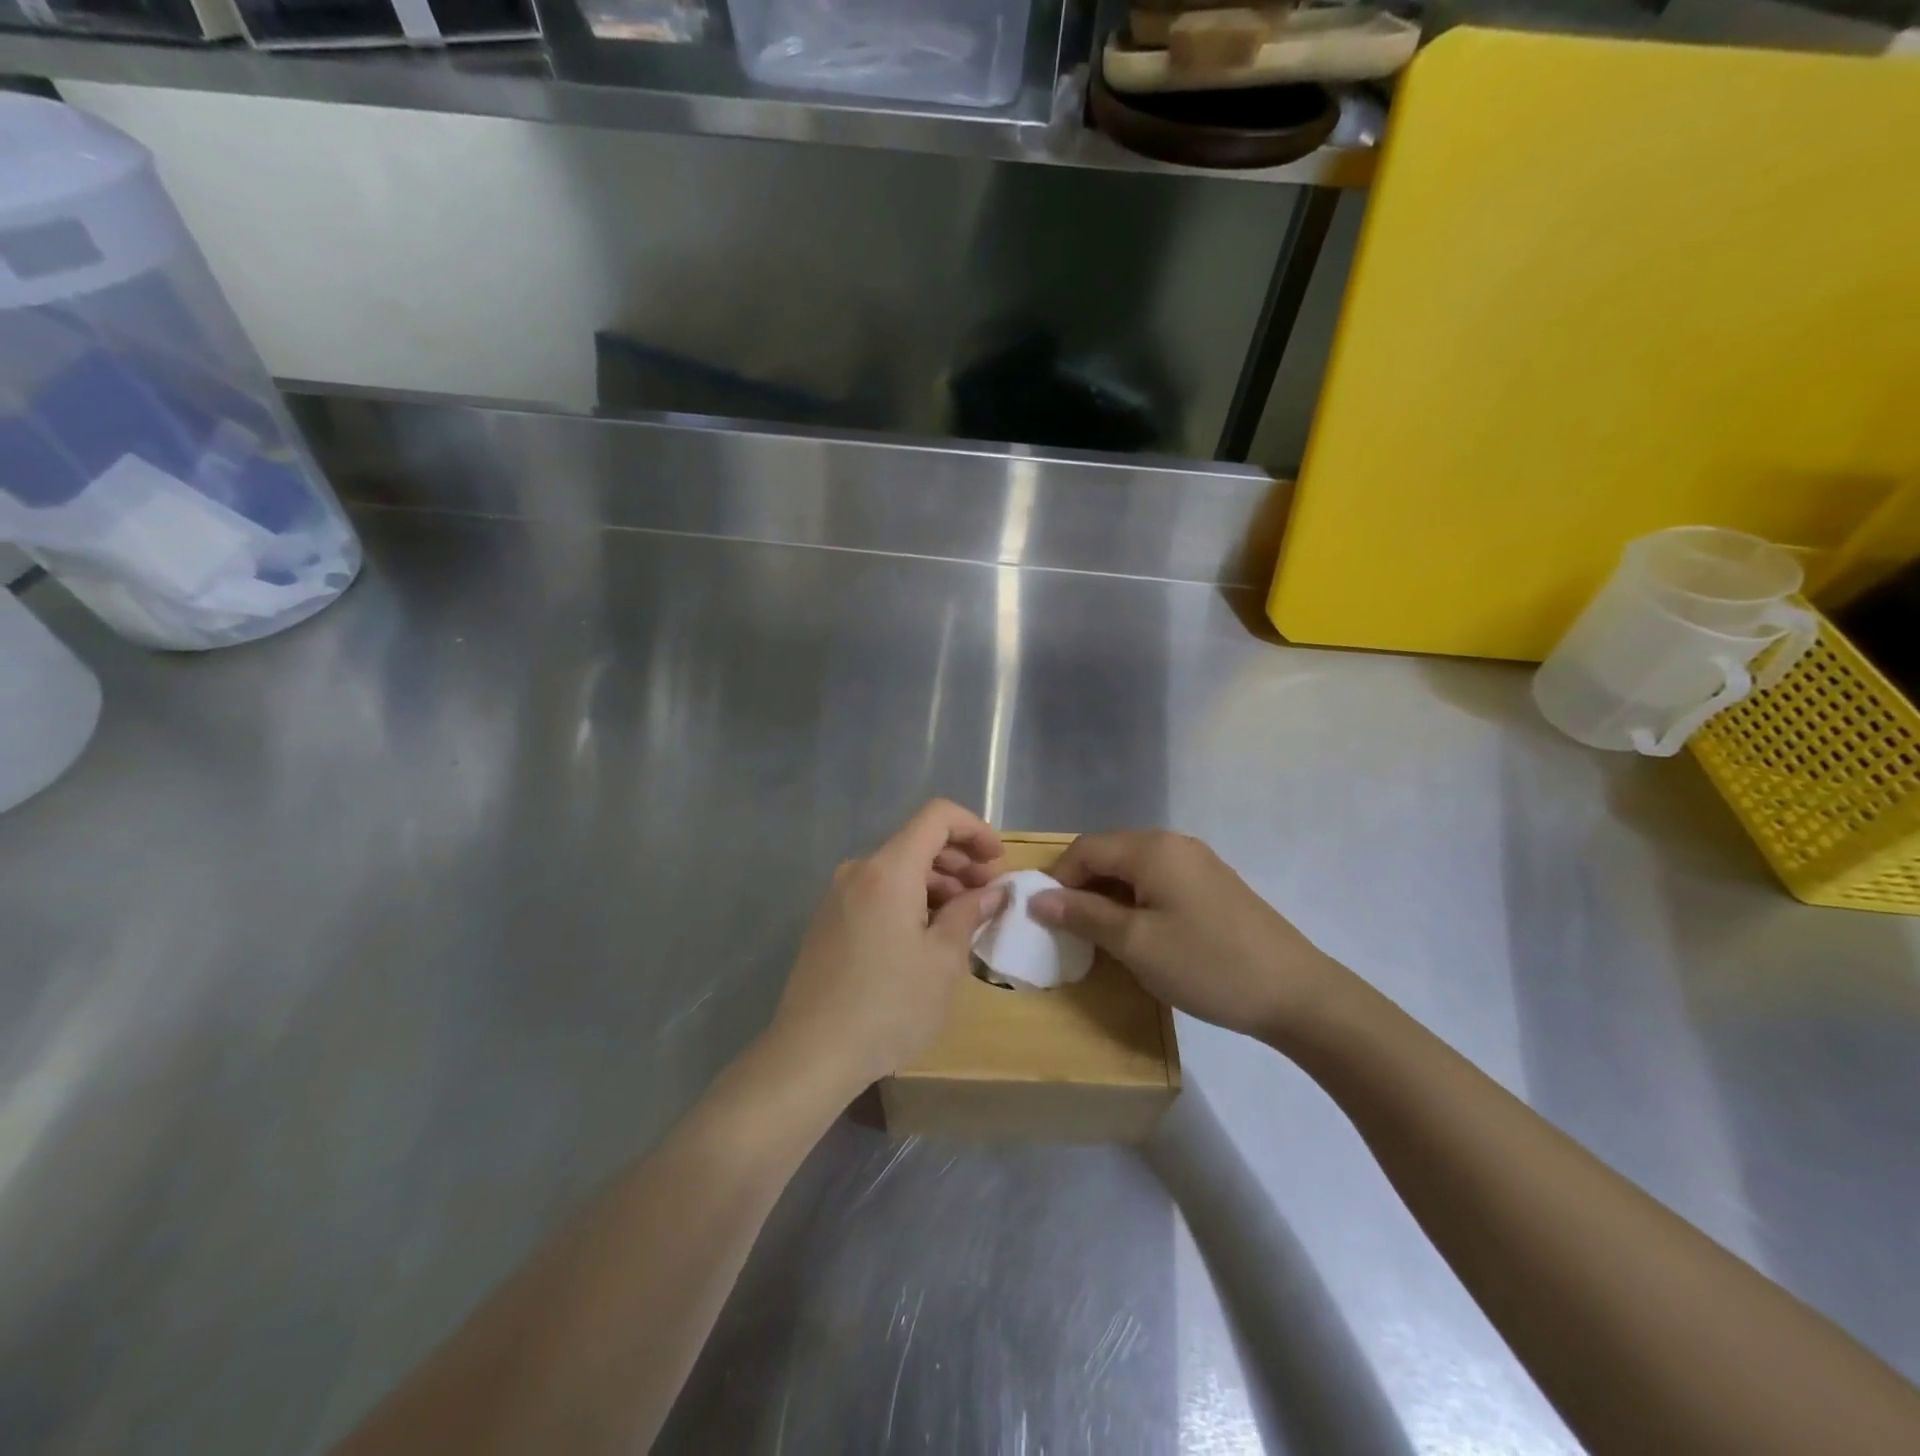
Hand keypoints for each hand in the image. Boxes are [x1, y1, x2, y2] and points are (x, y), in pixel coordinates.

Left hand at [769, 800, 1006, 1094]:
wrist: (811, 1054)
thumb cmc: (889, 1005)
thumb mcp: (943, 961)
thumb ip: (969, 914)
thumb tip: (991, 892)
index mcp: (888, 869)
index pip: (937, 816)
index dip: (974, 829)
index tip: (998, 860)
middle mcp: (858, 871)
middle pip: (916, 842)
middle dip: (959, 860)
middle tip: (989, 894)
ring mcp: (838, 896)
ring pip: (897, 870)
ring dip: (936, 883)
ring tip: (963, 918)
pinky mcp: (828, 922)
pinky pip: (877, 893)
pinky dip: (909, 899)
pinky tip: (926, 935)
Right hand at [1030, 831, 1346, 1042]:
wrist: (1296, 993)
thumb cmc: (1206, 964)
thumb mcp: (1135, 943)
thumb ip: (1083, 915)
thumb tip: (1037, 899)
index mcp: (1152, 848)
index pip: (1086, 848)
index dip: (1059, 879)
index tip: (1048, 919)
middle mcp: (1174, 843)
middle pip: (1110, 854)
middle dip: (1083, 888)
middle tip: (1073, 932)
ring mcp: (1199, 862)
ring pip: (1135, 870)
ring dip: (1110, 897)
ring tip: (1104, 938)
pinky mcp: (1215, 885)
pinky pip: (1160, 881)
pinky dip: (1138, 902)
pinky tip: (1144, 935)